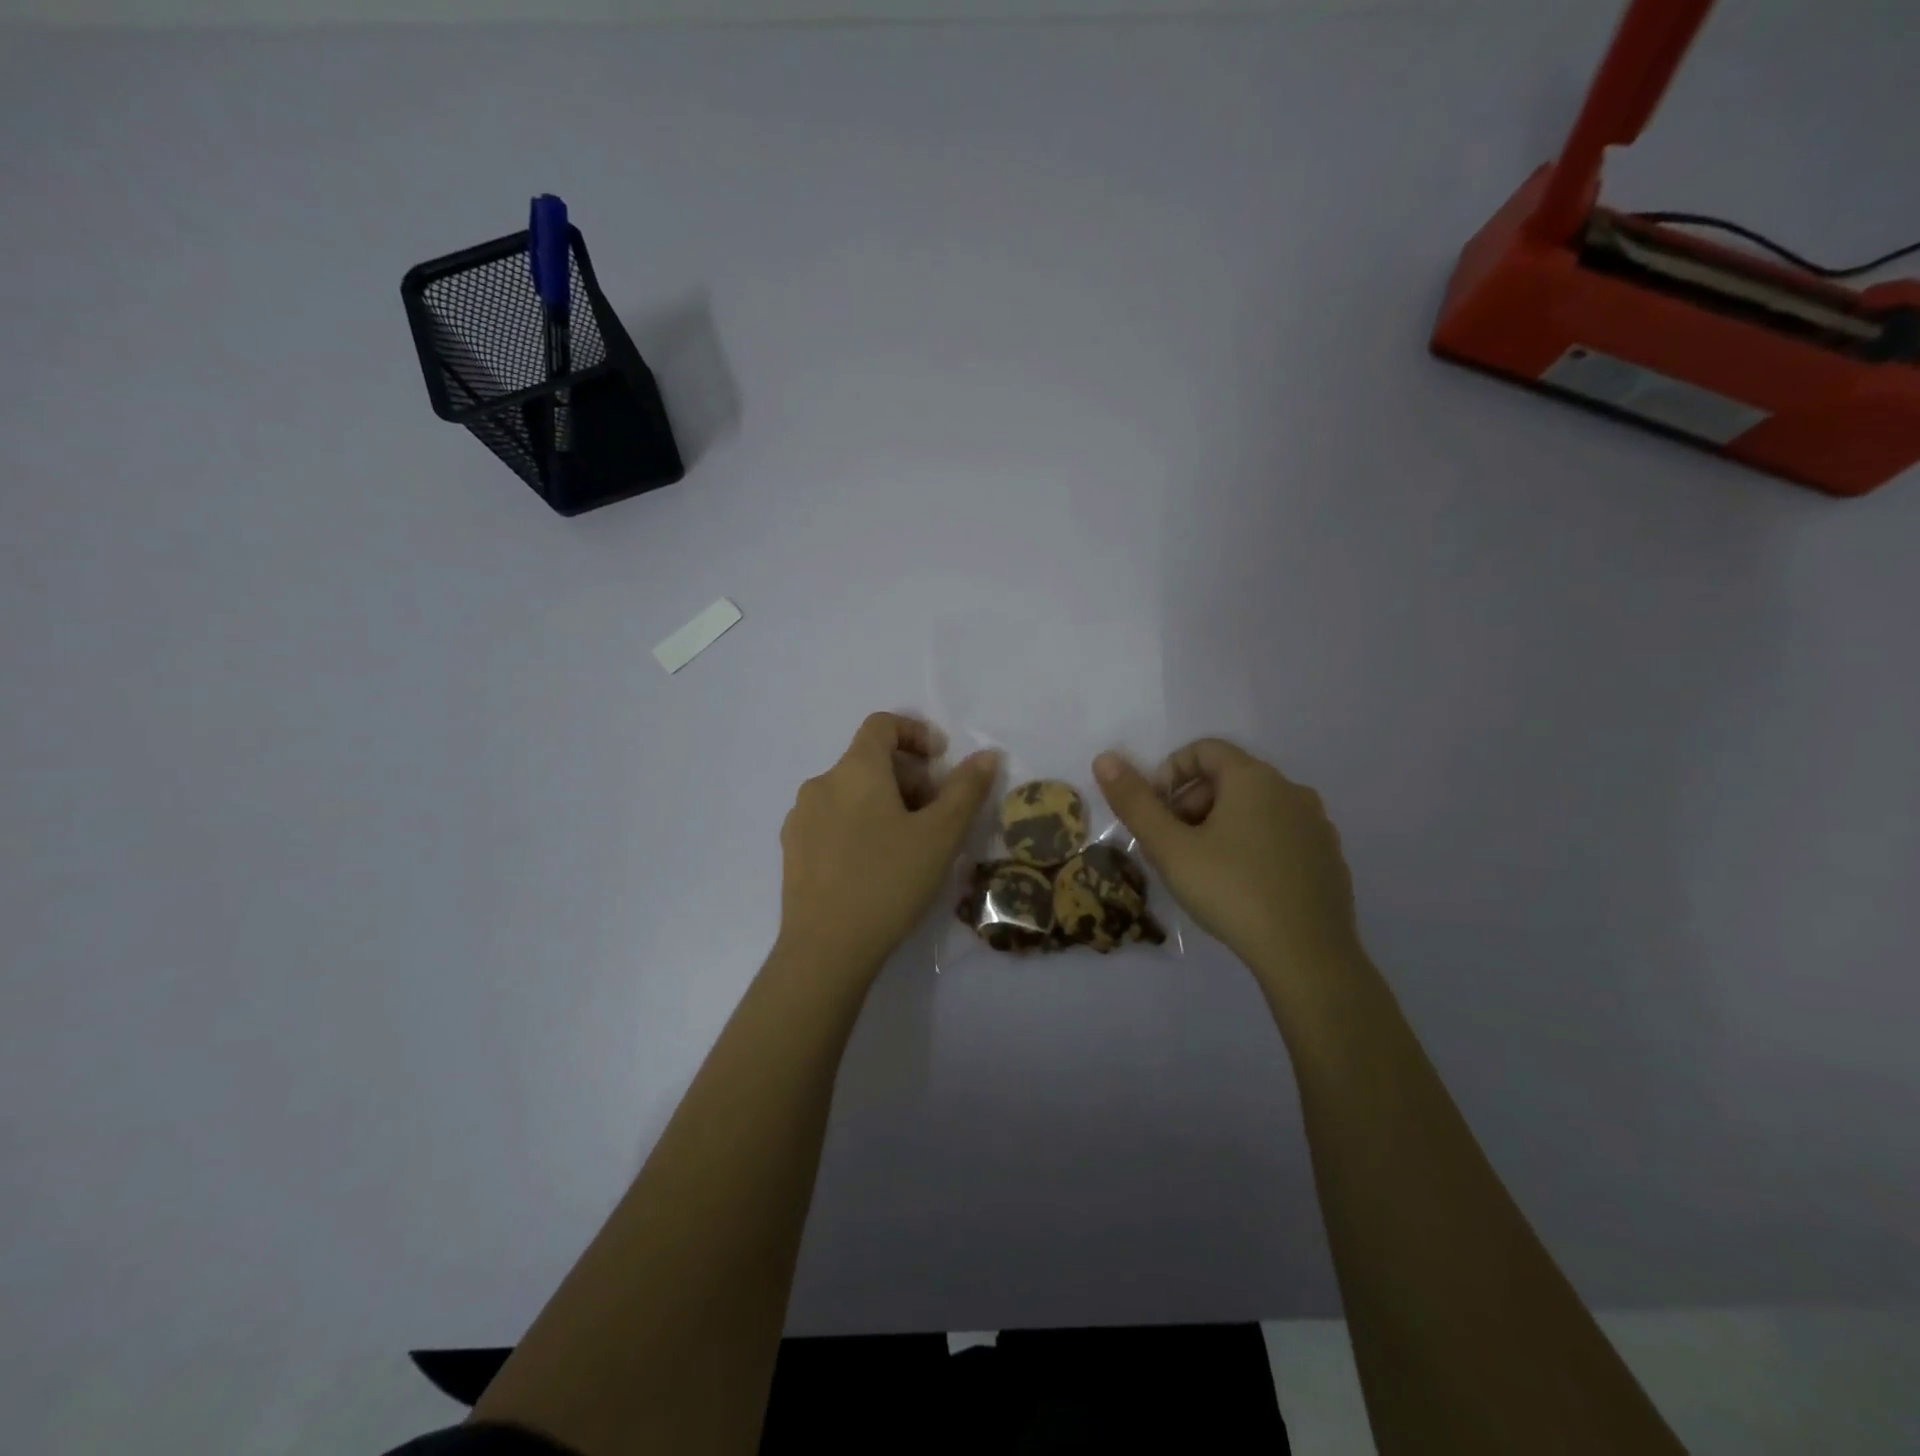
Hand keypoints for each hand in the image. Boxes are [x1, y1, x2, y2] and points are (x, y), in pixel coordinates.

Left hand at [776, 713, 1000, 980]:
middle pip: (869, 761)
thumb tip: (986, 755)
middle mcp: (821, 784)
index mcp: (855, 770)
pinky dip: (859, 825)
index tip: (941, 763)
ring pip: (851, 793)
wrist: (825, 949)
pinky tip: (874, 866)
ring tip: (908, 845)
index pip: (882, 724)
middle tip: (935, 816)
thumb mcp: (940, 835)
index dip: (916, 733)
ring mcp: (800, 818)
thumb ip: (966, 789)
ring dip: (884, 803)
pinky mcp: (792, 850)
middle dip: (908, 778)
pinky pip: (832, 820)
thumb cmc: (888, 882)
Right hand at [1093, 739, 1359, 973]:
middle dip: (1191, 805)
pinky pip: (1281, 836)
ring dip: (1220, 826)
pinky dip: (1253, 847)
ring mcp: (1316, 825)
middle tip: (1172, 846)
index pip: (1204, 750)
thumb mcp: (1170, 848)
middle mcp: (1291, 790)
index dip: (1170, 773)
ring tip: (1202, 869)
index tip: (1154, 811)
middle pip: (1229, 779)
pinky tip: (1242, 887)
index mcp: (1254, 778)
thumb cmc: (1231, 891)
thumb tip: (1105, 759)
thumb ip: (1135, 802)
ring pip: (1255, 809)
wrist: (1308, 956)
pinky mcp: (1329, 859)